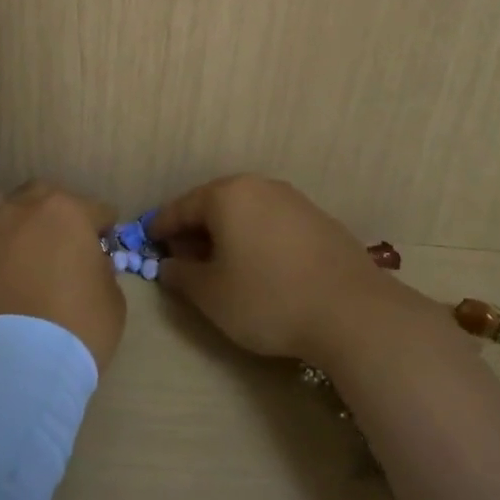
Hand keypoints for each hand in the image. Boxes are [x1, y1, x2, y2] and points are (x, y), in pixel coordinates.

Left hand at [0, 181, 125, 372]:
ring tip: (24, 250)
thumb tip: (89, 264)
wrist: (15, 365)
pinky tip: (0, 275)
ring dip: (16, 222)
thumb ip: (101, 270)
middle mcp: (22, 209)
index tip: (104, 247)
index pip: (96, 209)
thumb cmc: (77, 327)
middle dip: (56, 214)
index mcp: (67, 211)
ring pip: (2, 209)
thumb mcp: (112, 299)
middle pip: (43, 197)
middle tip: (63, 243)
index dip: (103, 229)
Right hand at [152, 175, 408, 362]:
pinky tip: (259, 267)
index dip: (161, 228)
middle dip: (195, 231)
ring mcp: (294, 201)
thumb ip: (181, 275)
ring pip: (246, 213)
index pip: (181, 207)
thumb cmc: (268, 298)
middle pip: (215, 205)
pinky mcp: (319, 221)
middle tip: (182, 259)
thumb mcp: (211, 294)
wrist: (352, 312)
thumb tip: (169, 266)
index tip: (147, 243)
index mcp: (228, 195)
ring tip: (220, 266)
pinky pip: (272, 224)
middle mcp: (260, 187)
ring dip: (227, 235)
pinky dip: (255, 239)